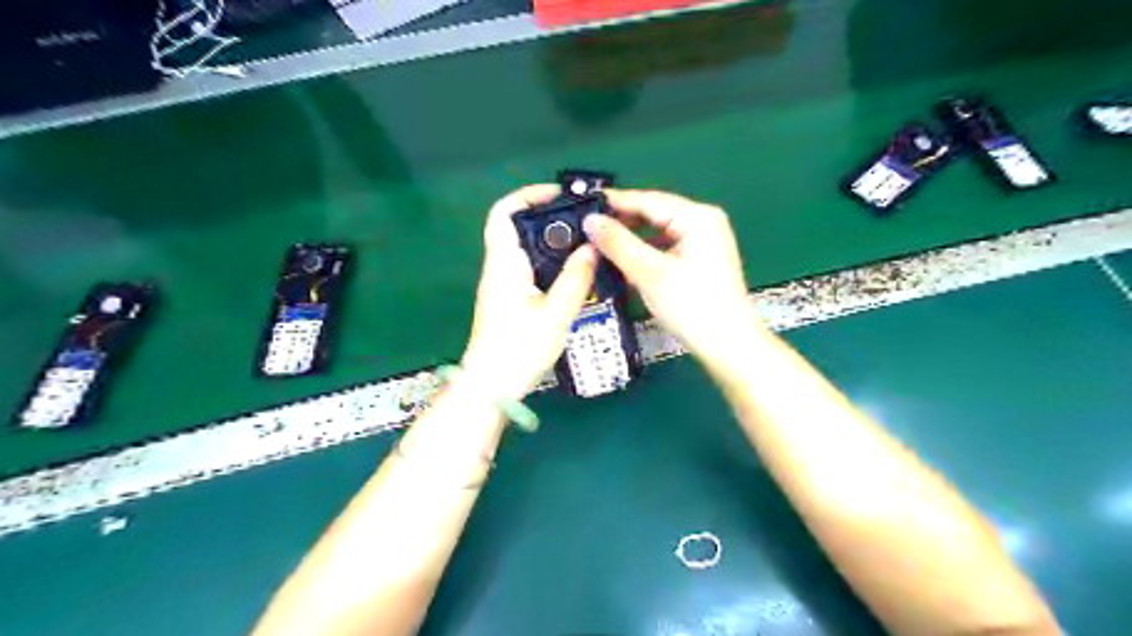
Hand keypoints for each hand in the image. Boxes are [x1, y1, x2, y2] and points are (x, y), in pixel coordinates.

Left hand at [460, 186, 601, 399]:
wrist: (493, 385)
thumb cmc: (519, 348)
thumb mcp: (555, 313)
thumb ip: (575, 278)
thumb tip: (592, 248)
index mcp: (504, 263)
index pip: (504, 213)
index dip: (529, 196)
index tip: (561, 196)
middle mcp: (500, 267)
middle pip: (519, 227)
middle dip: (550, 218)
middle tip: (583, 222)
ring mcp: (503, 283)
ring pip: (526, 248)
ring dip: (553, 242)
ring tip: (585, 244)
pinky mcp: (510, 297)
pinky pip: (530, 267)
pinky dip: (551, 262)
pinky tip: (574, 272)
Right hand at [584, 186, 758, 356]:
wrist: (729, 346)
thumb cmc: (693, 307)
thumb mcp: (650, 273)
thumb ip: (618, 244)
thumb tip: (590, 220)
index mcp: (697, 217)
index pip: (648, 200)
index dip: (614, 203)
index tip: (584, 208)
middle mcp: (704, 222)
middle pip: (654, 214)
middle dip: (622, 222)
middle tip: (588, 231)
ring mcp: (704, 241)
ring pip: (658, 232)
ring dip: (632, 239)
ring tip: (601, 247)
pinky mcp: (700, 260)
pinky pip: (666, 248)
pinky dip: (646, 253)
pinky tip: (626, 264)